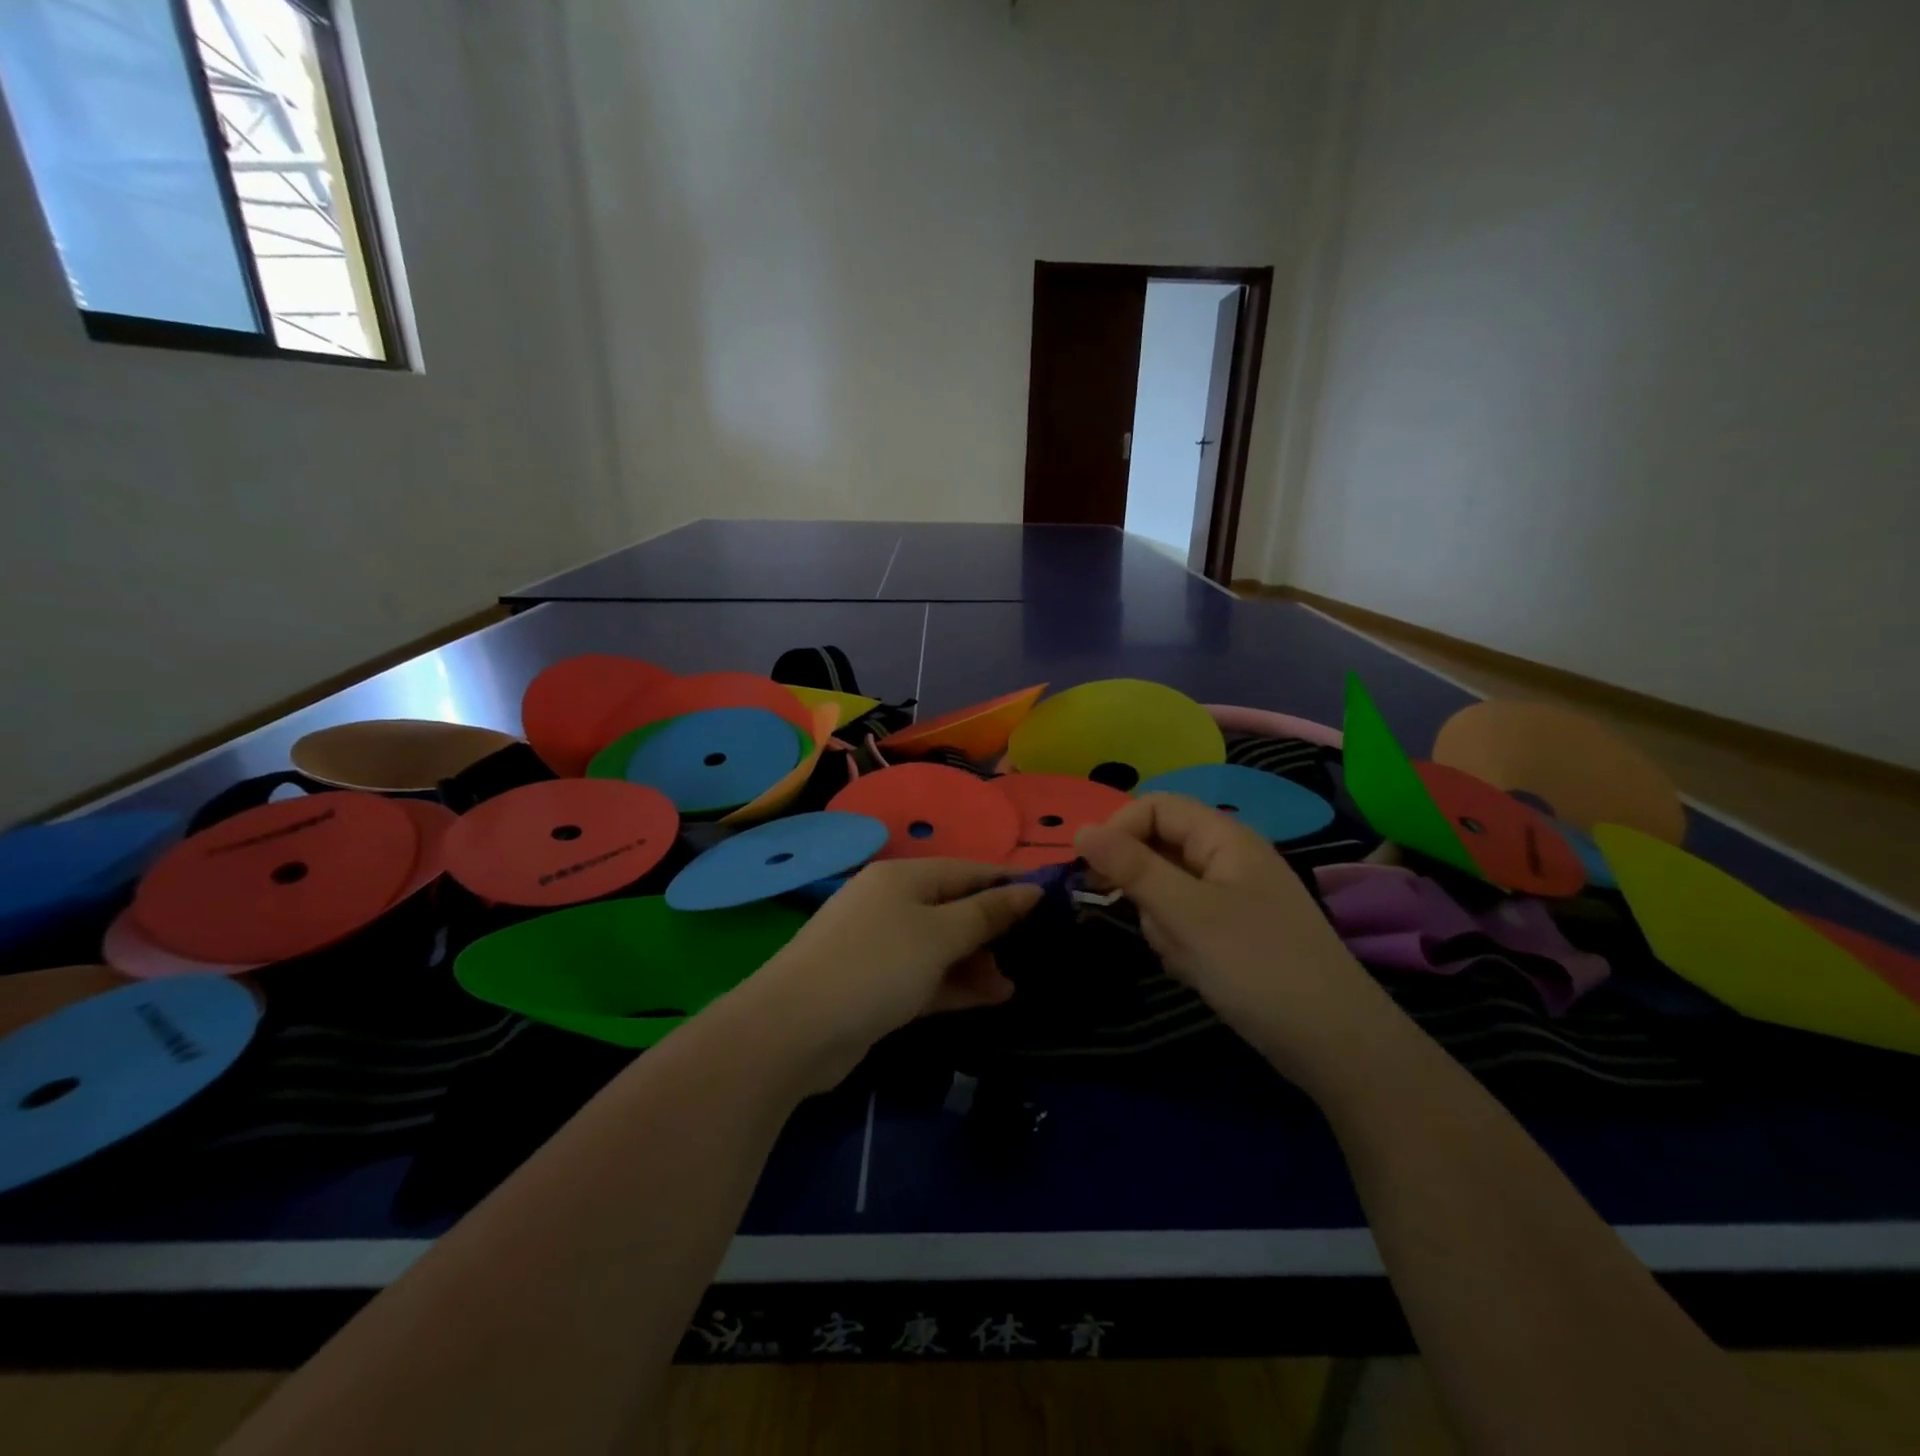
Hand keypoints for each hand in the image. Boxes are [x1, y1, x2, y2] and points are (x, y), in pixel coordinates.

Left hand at [735, 859, 1042, 1088]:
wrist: (793, 1030)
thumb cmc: (875, 966)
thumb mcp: (939, 935)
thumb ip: (986, 913)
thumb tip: (1031, 889)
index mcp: (903, 878)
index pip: (967, 870)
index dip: (1007, 884)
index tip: (1050, 904)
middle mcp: (890, 904)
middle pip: (954, 908)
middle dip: (992, 930)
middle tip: (1031, 954)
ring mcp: (880, 947)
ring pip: (941, 946)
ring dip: (976, 963)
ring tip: (1010, 987)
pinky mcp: (875, 986)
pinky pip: (925, 977)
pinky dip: (954, 985)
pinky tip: (988, 999)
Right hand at [1075, 795, 1398, 1089]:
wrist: (1336, 1045)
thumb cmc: (1257, 966)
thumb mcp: (1185, 913)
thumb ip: (1131, 868)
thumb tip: (1080, 829)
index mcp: (1225, 837)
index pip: (1155, 807)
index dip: (1119, 830)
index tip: (1091, 873)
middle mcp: (1229, 858)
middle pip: (1159, 848)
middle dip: (1143, 887)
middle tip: (1152, 924)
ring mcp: (1234, 897)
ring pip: (1167, 890)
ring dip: (1161, 921)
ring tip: (1184, 956)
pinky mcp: (1234, 933)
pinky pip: (1186, 921)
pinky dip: (1179, 943)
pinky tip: (1196, 971)